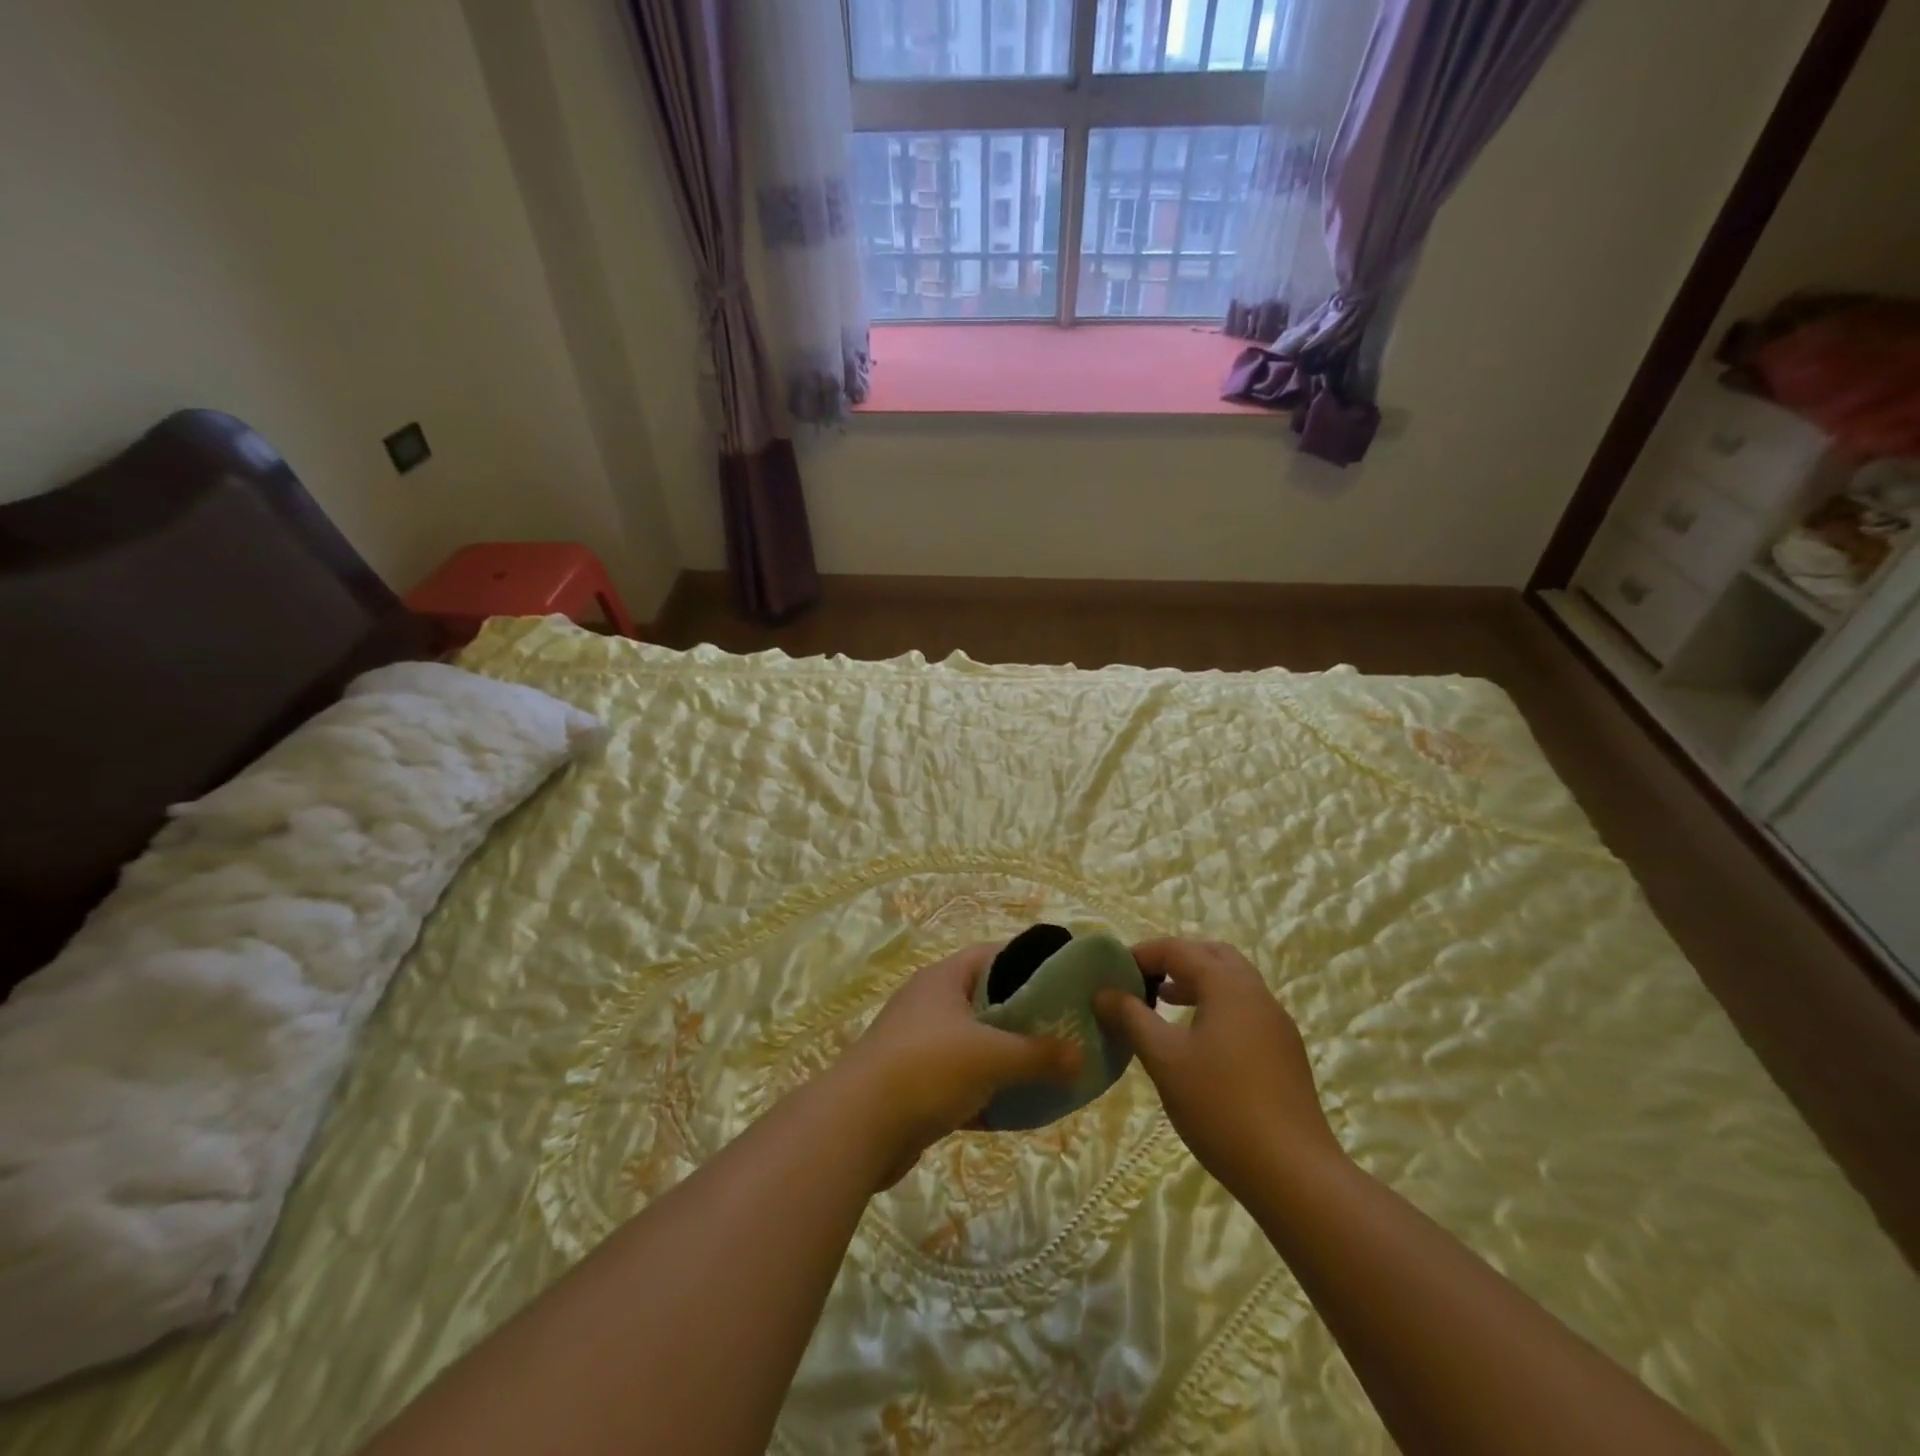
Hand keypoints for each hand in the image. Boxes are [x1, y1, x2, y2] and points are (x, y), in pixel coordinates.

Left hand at [832, 944, 1082, 1187]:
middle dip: (1026, 1016)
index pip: (994, 955)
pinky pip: (963, 1082)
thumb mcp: (992, 1056)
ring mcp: (920, 1046)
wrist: (856, 1128)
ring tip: (1051, 1069)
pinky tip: (1019, 1110)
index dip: (1030, 963)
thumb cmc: (927, 1069)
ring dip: (1009, 1058)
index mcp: (944, 979)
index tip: (1066, 980)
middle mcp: (930, 1005)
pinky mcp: (915, 1085)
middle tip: (1066, 1029)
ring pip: (976, 1044)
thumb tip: (1082, 1058)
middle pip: (988, 1001)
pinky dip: (989, 1093)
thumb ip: (1040, 1055)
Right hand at [1094, 938, 1342, 1199]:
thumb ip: (1131, 1019)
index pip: (1179, 949)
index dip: (1143, 954)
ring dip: (1198, 984)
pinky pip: (1245, 1011)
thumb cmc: (1220, 1106)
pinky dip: (1217, 1008)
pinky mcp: (1286, 1053)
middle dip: (1176, 960)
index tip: (1114, 972)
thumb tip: (1104, 993)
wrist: (1294, 1174)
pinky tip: (1199, 1043)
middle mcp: (1257, 994)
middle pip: (1213, 956)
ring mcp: (1277, 1024)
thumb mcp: (1164, 1059)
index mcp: (1229, 986)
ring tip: (1165, 1005)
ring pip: (1233, 984)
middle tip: (1145, 981)